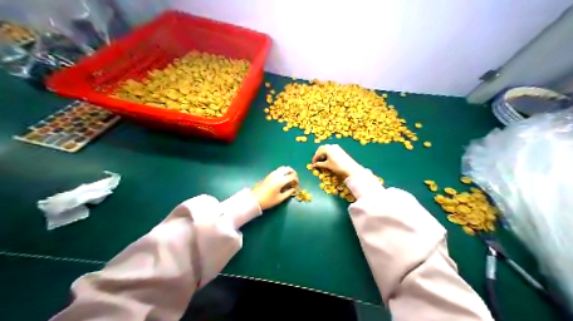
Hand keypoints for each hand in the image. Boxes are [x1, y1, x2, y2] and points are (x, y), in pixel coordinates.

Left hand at [251, 166, 299, 209]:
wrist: (254, 199)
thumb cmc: (268, 200)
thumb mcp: (280, 198)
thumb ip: (288, 193)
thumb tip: (294, 189)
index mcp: (280, 181)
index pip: (292, 176)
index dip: (296, 180)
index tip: (296, 185)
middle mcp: (277, 175)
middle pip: (288, 169)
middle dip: (293, 173)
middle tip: (294, 180)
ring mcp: (272, 174)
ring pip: (283, 168)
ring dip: (288, 172)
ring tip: (289, 179)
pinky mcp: (269, 175)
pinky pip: (278, 170)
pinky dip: (283, 172)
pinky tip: (283, 179)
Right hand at [312, 144, 360, 178]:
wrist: (350, 168)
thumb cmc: (337, 166)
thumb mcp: (327, 165)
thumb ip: (320, 164)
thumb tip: (314, 165)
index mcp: (327, 149)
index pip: (318, 153)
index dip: (314, 158)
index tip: (313, 164)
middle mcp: (331, 146)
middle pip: (321, 148)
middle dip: (318, 154)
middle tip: (316, 161)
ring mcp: (336, 147)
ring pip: (326, 148)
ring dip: (323, 153)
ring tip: (322, 160)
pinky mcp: (340, 149)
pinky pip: (331, 149)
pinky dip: (327, 153)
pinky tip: (328, 158)